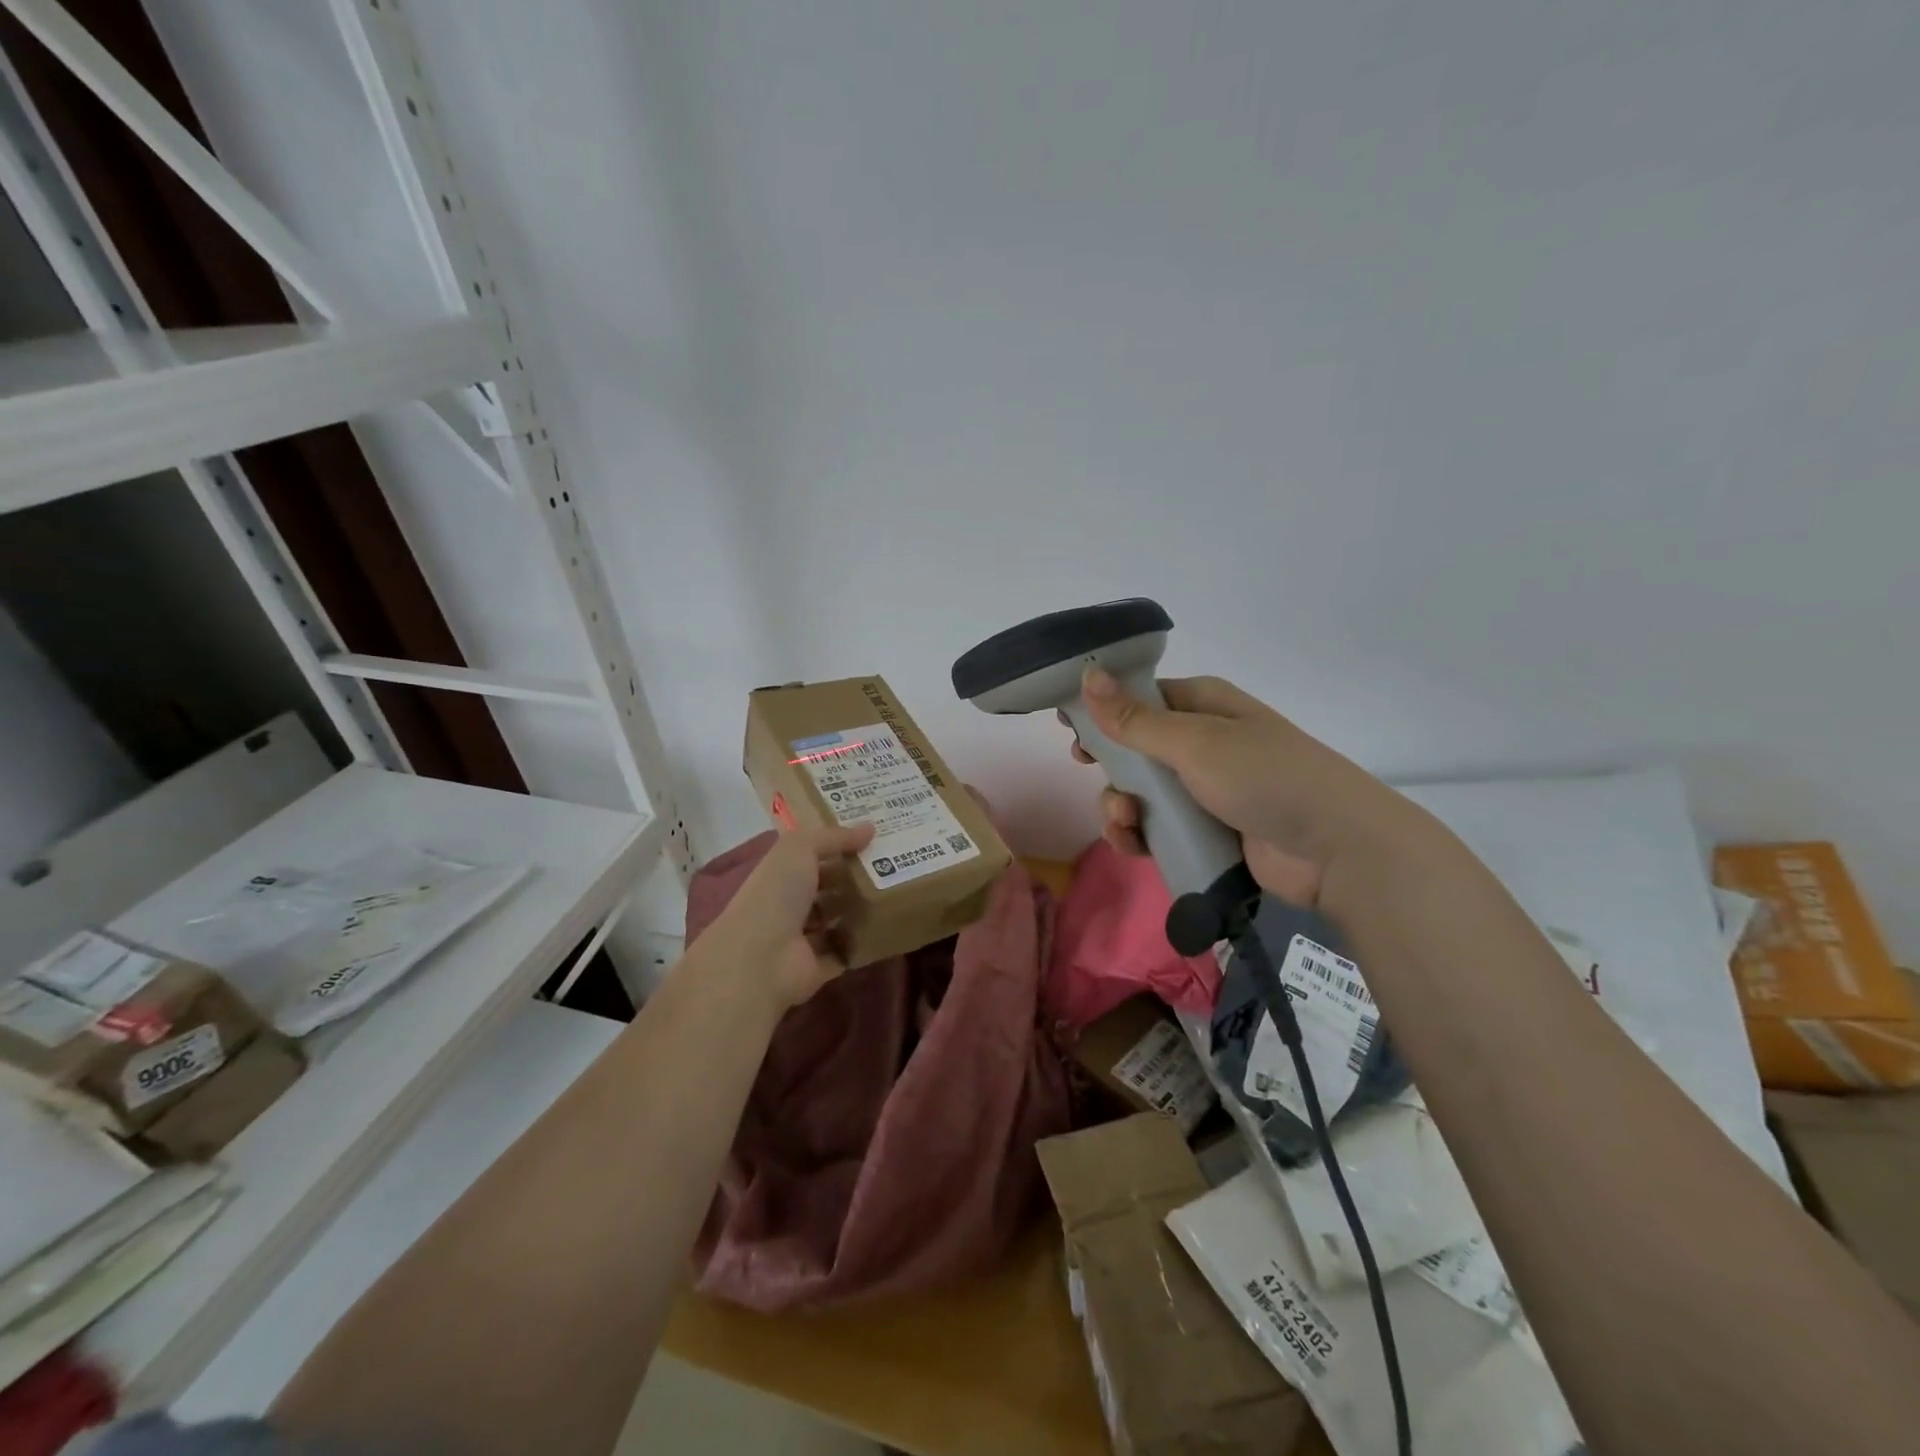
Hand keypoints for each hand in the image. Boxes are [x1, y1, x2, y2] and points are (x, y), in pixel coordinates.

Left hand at [701, 822, 875, 1010]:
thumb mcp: (800, 849)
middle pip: (826, 890)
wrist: (760, 959)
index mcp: (779, 875)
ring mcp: (802, 940)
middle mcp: (788, 906)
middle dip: (853, 880)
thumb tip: (870, 827)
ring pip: (836, 921)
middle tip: (892, 868)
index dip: (837, 847)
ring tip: (894, 895)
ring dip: (859, 911)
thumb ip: (834, 837)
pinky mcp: (817, 968)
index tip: (872, 840)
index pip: (810, 858)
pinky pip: (845, 952)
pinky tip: (886, 929)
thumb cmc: (776, 895)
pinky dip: (861, 944)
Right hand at [1066, 668, 1442, 910]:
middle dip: (1108, 762)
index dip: (1103, 710)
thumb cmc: (1264, 777)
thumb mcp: (1194, 742)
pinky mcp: (1205, 832)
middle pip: (1134, 747)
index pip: (1140, 698)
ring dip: (1119, 806)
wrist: (1334, 849)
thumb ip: (1135, 718)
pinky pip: (1157, 828)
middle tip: (1085, 768)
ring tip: (1123, 820)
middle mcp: (1202, 743)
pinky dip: (1137, 835)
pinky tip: (1131, 843)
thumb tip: (1088, 674)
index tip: (1068, 728)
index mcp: (1202, 707)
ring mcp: (1204, 790)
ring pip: (1141, 793)